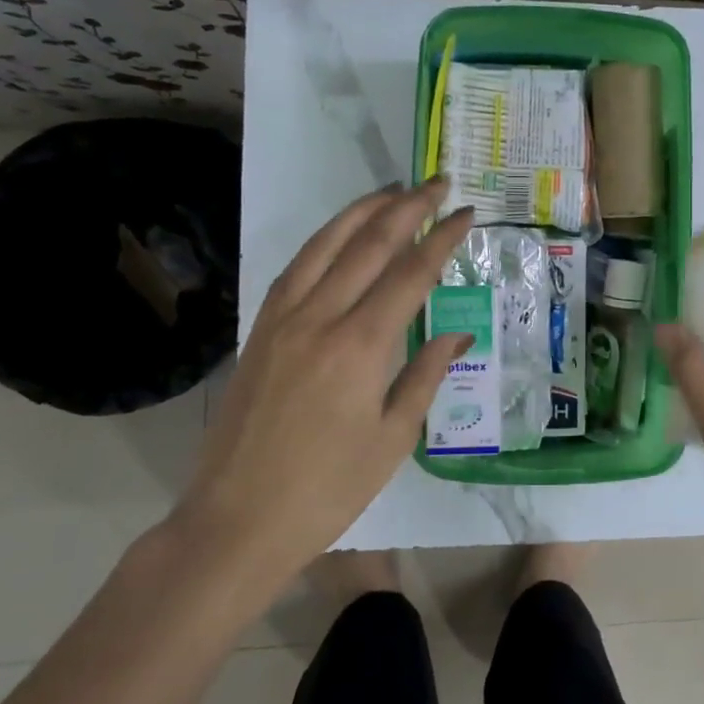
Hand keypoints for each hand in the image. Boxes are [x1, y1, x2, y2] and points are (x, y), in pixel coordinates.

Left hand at [168, 179, 474, 614]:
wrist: (236, 520)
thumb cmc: (328, 489)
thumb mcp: (393, 438)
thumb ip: (426, 375)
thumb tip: (458, 334)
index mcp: (361, 346)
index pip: (411, 273)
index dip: (442, 238)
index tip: (466, 214)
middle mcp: (320, 318)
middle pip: (368, 244)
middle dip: (407, 207)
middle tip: (438, 183)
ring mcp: (282, 320)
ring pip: (325, 245)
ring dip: (362, 211)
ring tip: (392, 190)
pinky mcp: (260, 330)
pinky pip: (295, 268)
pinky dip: (323, 241)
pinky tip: (339, 235)